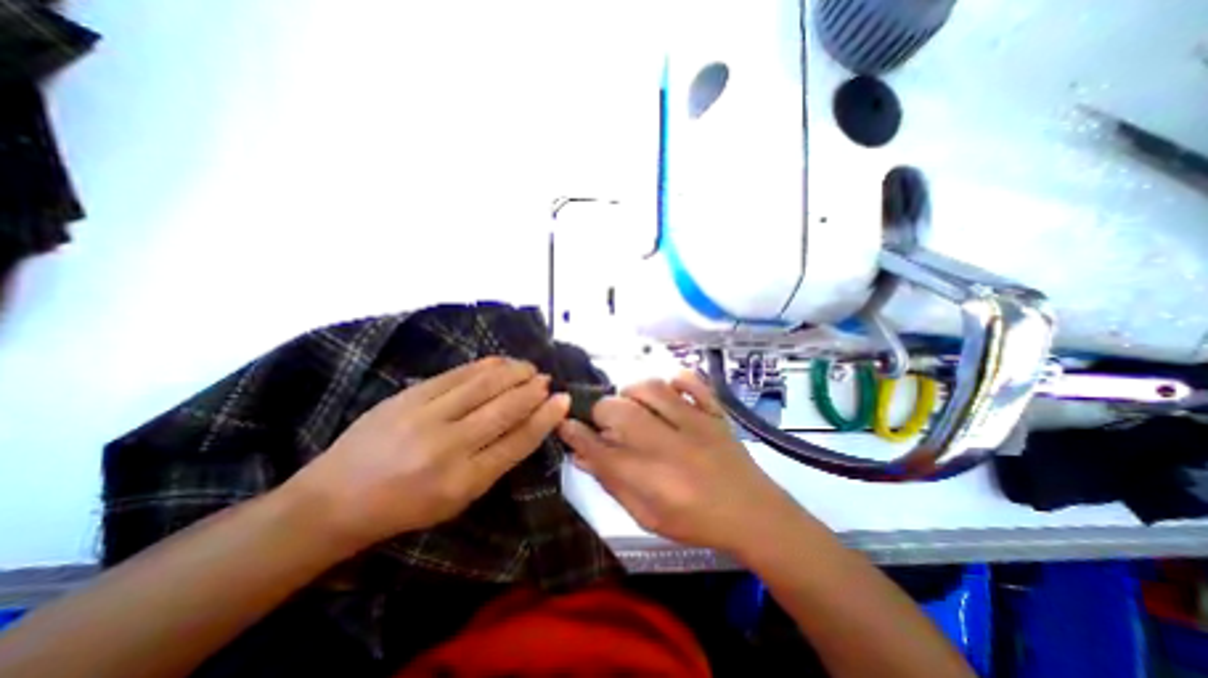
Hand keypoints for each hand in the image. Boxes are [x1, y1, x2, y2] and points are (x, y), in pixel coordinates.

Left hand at [282, 358, 572, 547]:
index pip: (519, 441)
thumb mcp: (458, 498)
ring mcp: (426, 417)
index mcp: (465, 481)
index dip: (546, 417)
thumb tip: (528, 424)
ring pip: (485, 385)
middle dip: (533, 390)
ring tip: (529, 367)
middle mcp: (449, 447)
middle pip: (506, 408)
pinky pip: (458, 374)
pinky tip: (500, 362)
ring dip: (514, 372)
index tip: (563, 400)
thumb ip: (495, 461)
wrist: (334, 500)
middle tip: (546, 379)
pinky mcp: (409, 396)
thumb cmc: (405, 507)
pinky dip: (485, 366)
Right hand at [557, 372, 799, 554]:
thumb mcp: (648, 516)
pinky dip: (677, 379)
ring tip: (631, 404)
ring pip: (651, 389)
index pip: (599, 450)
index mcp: (650, 477)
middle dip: (601, 411)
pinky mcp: (714, 412)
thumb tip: (584, 457)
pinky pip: (693, 383)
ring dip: (632, 392)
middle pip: (619, 411)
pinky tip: (669, 390)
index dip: (576, 435)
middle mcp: (668, 445)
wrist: (753, 513)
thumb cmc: (695, 521)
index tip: (565, 424)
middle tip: (605, 422)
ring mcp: (695, 423)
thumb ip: (614, 484)